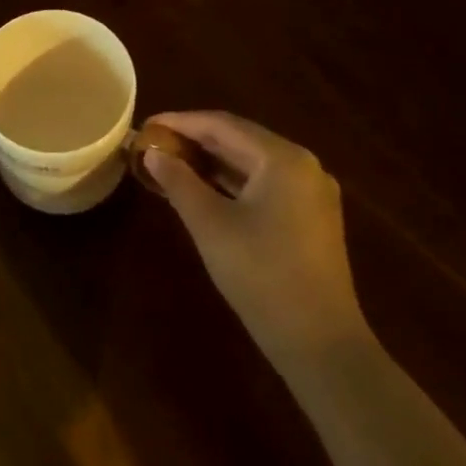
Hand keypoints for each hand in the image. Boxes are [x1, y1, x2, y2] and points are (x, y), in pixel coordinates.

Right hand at [141, 111, 368, 371]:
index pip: (222, 125)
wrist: (320, 343)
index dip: (180, 122)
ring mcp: (311, 193)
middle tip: (154, 143)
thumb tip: (152, 154)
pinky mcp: (311, 218)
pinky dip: (231, 182)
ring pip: (251, 163)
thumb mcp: (210, 224)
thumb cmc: (261, 275)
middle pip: (240, 140)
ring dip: (211, 161)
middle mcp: (303, 166)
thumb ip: (178, 181)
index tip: (145, 126)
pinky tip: (202, 188)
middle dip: (194, 140)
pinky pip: (264, 185)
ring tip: (170, 162)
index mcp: (283, 158)